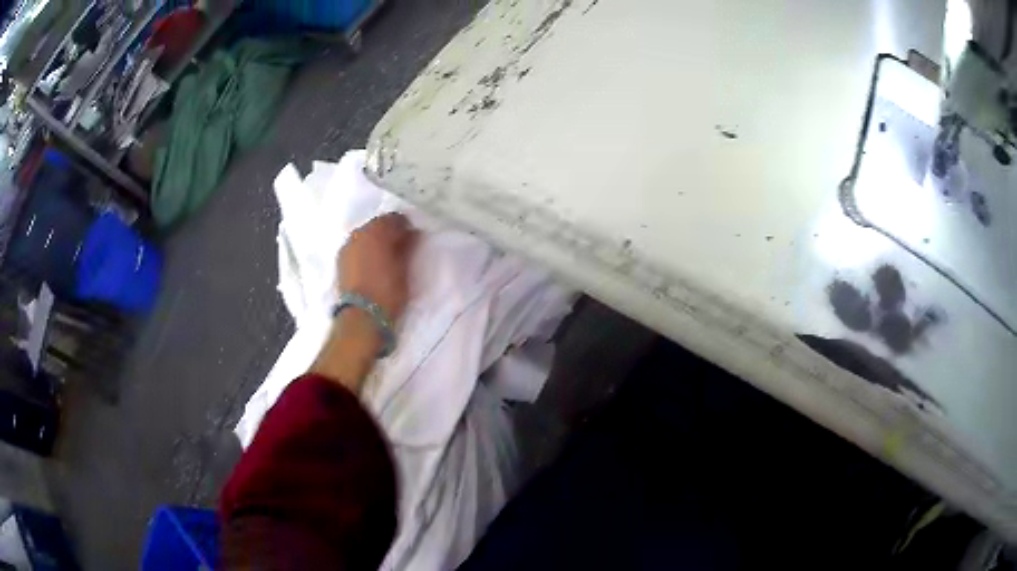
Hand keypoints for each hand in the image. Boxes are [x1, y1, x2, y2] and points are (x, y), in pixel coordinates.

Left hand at [339, 213, 416, 320]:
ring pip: (364, 236)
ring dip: (375, 242)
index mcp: (376, 231)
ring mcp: (346, 247)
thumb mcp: (404, 268)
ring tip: (385, 257)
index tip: (412, 237)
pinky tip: (372, 264)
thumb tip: (410, 233)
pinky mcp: (340, 262)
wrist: (361, 317)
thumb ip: (407, 246)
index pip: (394, 218)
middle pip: (376, 225)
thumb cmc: (388, 291)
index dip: (405, 226)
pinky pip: (356, 248)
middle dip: (388, 232)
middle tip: (400, 246)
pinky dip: (364, 251)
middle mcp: (358, 233)